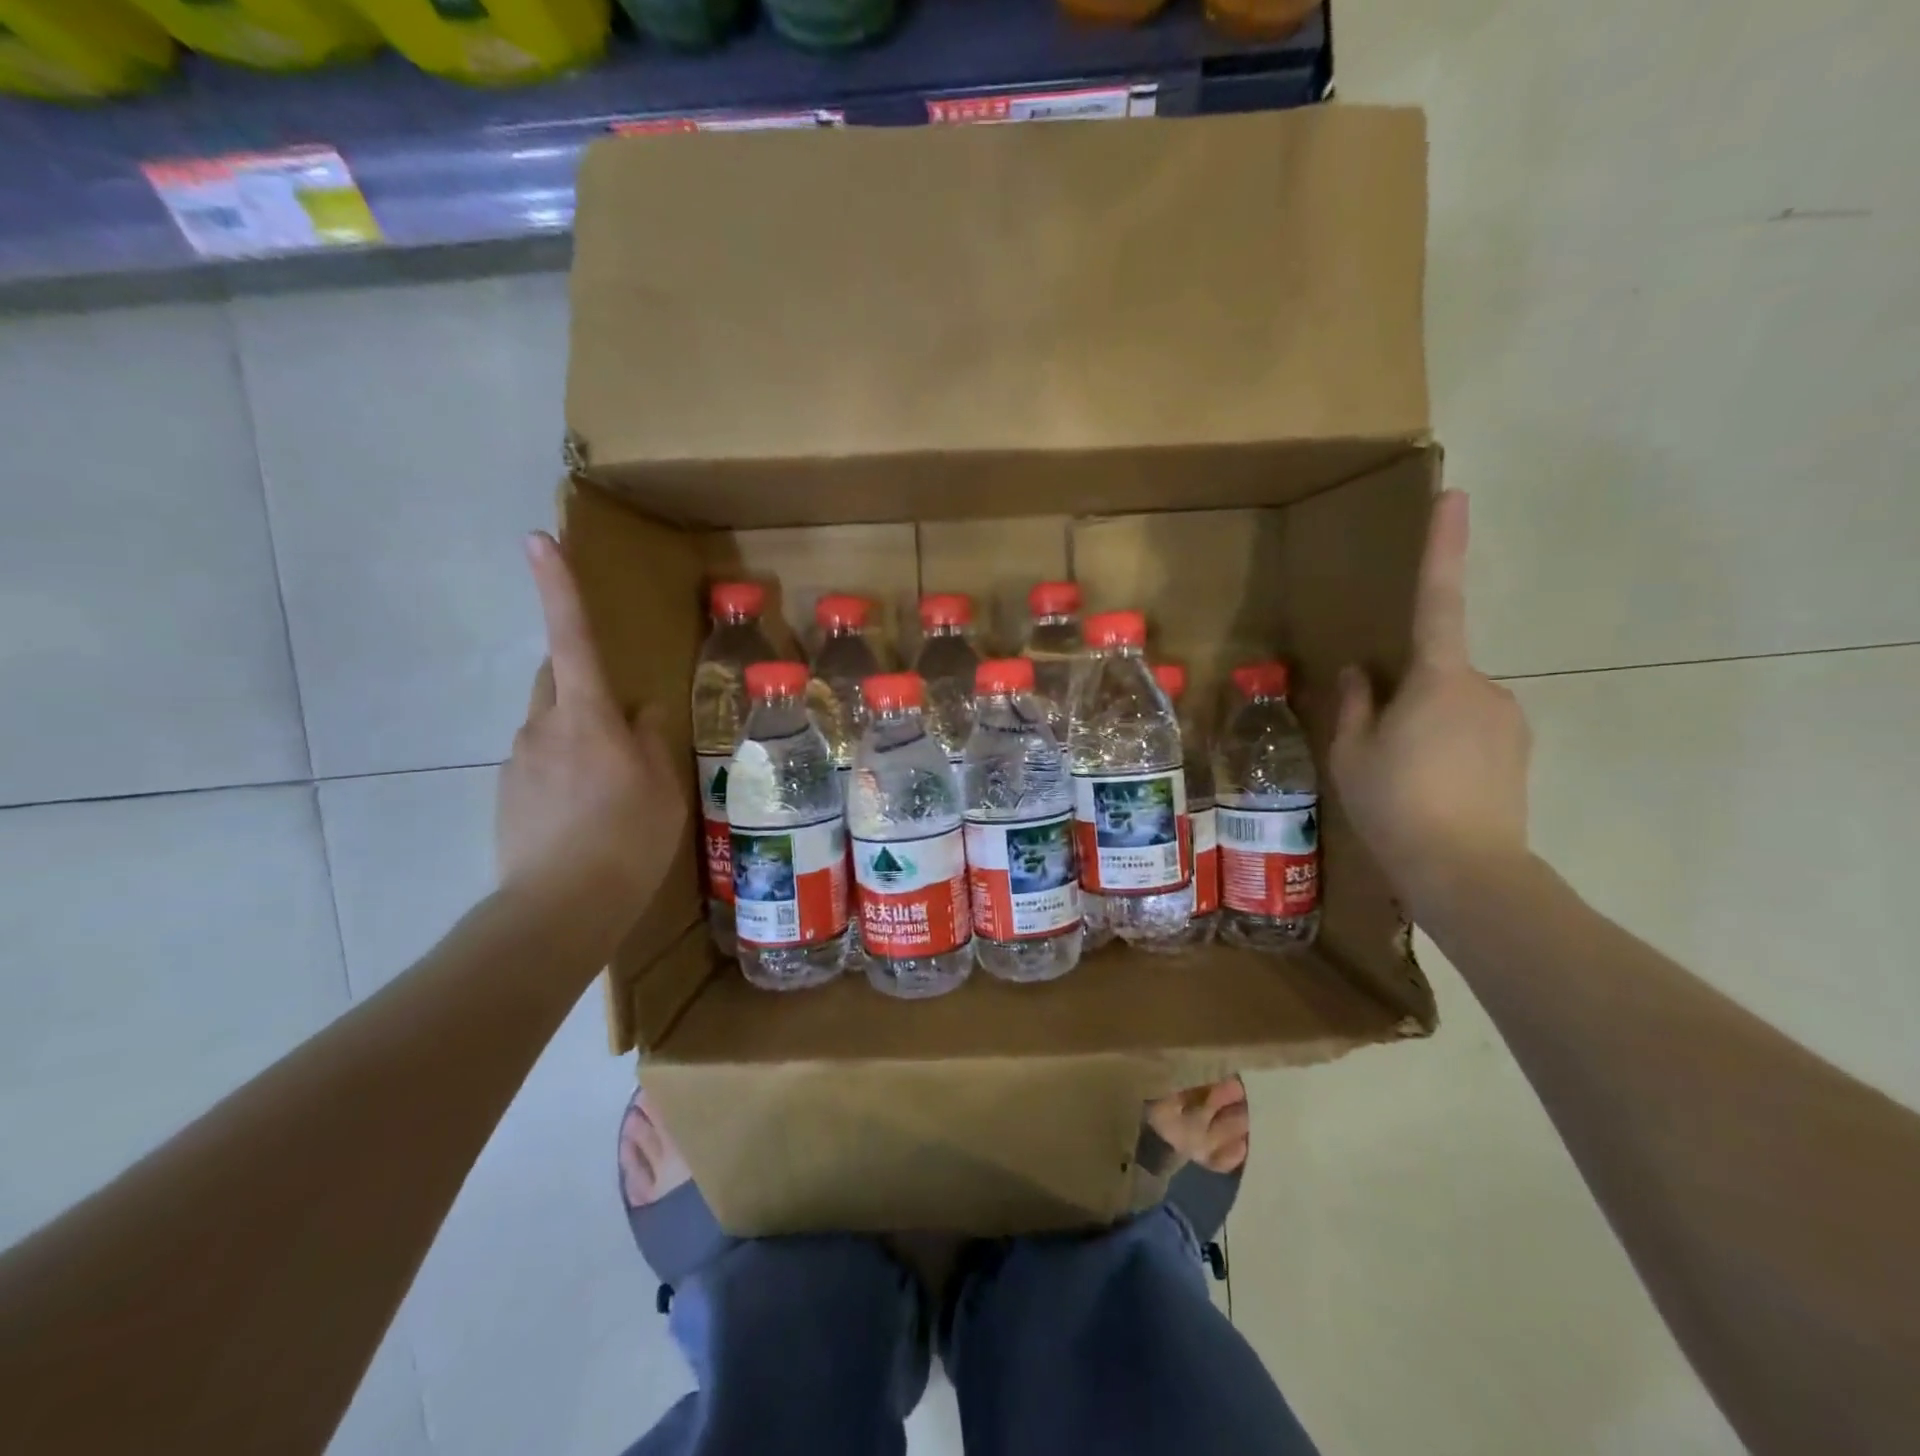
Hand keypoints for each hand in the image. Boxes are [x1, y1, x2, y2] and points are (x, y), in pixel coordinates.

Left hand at [497, 532, 685, 920]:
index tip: (537, 539)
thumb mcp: (663, 786)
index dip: (559, 588)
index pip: (574, 639)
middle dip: (582, 680)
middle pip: (557, 679)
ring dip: (577, 736)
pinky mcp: (506, 793)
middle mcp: (543, 726)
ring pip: (550, 725)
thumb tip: (640, 709)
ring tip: (610, 790)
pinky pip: (538, 763)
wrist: (560, 907)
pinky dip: (562, 772)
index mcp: (588, 716)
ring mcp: (517, 760)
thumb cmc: (628, 838)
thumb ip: (650, 737)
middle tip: (621, 724)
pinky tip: (584, 814)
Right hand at [1329, 490, 1532, 915]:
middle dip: (1404, 698)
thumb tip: (1360, 671)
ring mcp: (1508, 719)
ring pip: (1452, 706)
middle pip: (1434, 673)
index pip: (1436, 600)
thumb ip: (1355, 704)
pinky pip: (1472, 731)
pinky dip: (1446, 749)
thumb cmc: (1396, 804)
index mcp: (1437, 679)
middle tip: (1377, 752)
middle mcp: (1484, 687)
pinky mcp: (1520, 751)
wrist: (1467, 872)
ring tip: (1401, 780)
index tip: (1455, 495)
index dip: (1443, 547)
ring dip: (1423, 728)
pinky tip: (1430, 790)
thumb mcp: (1352, 754)